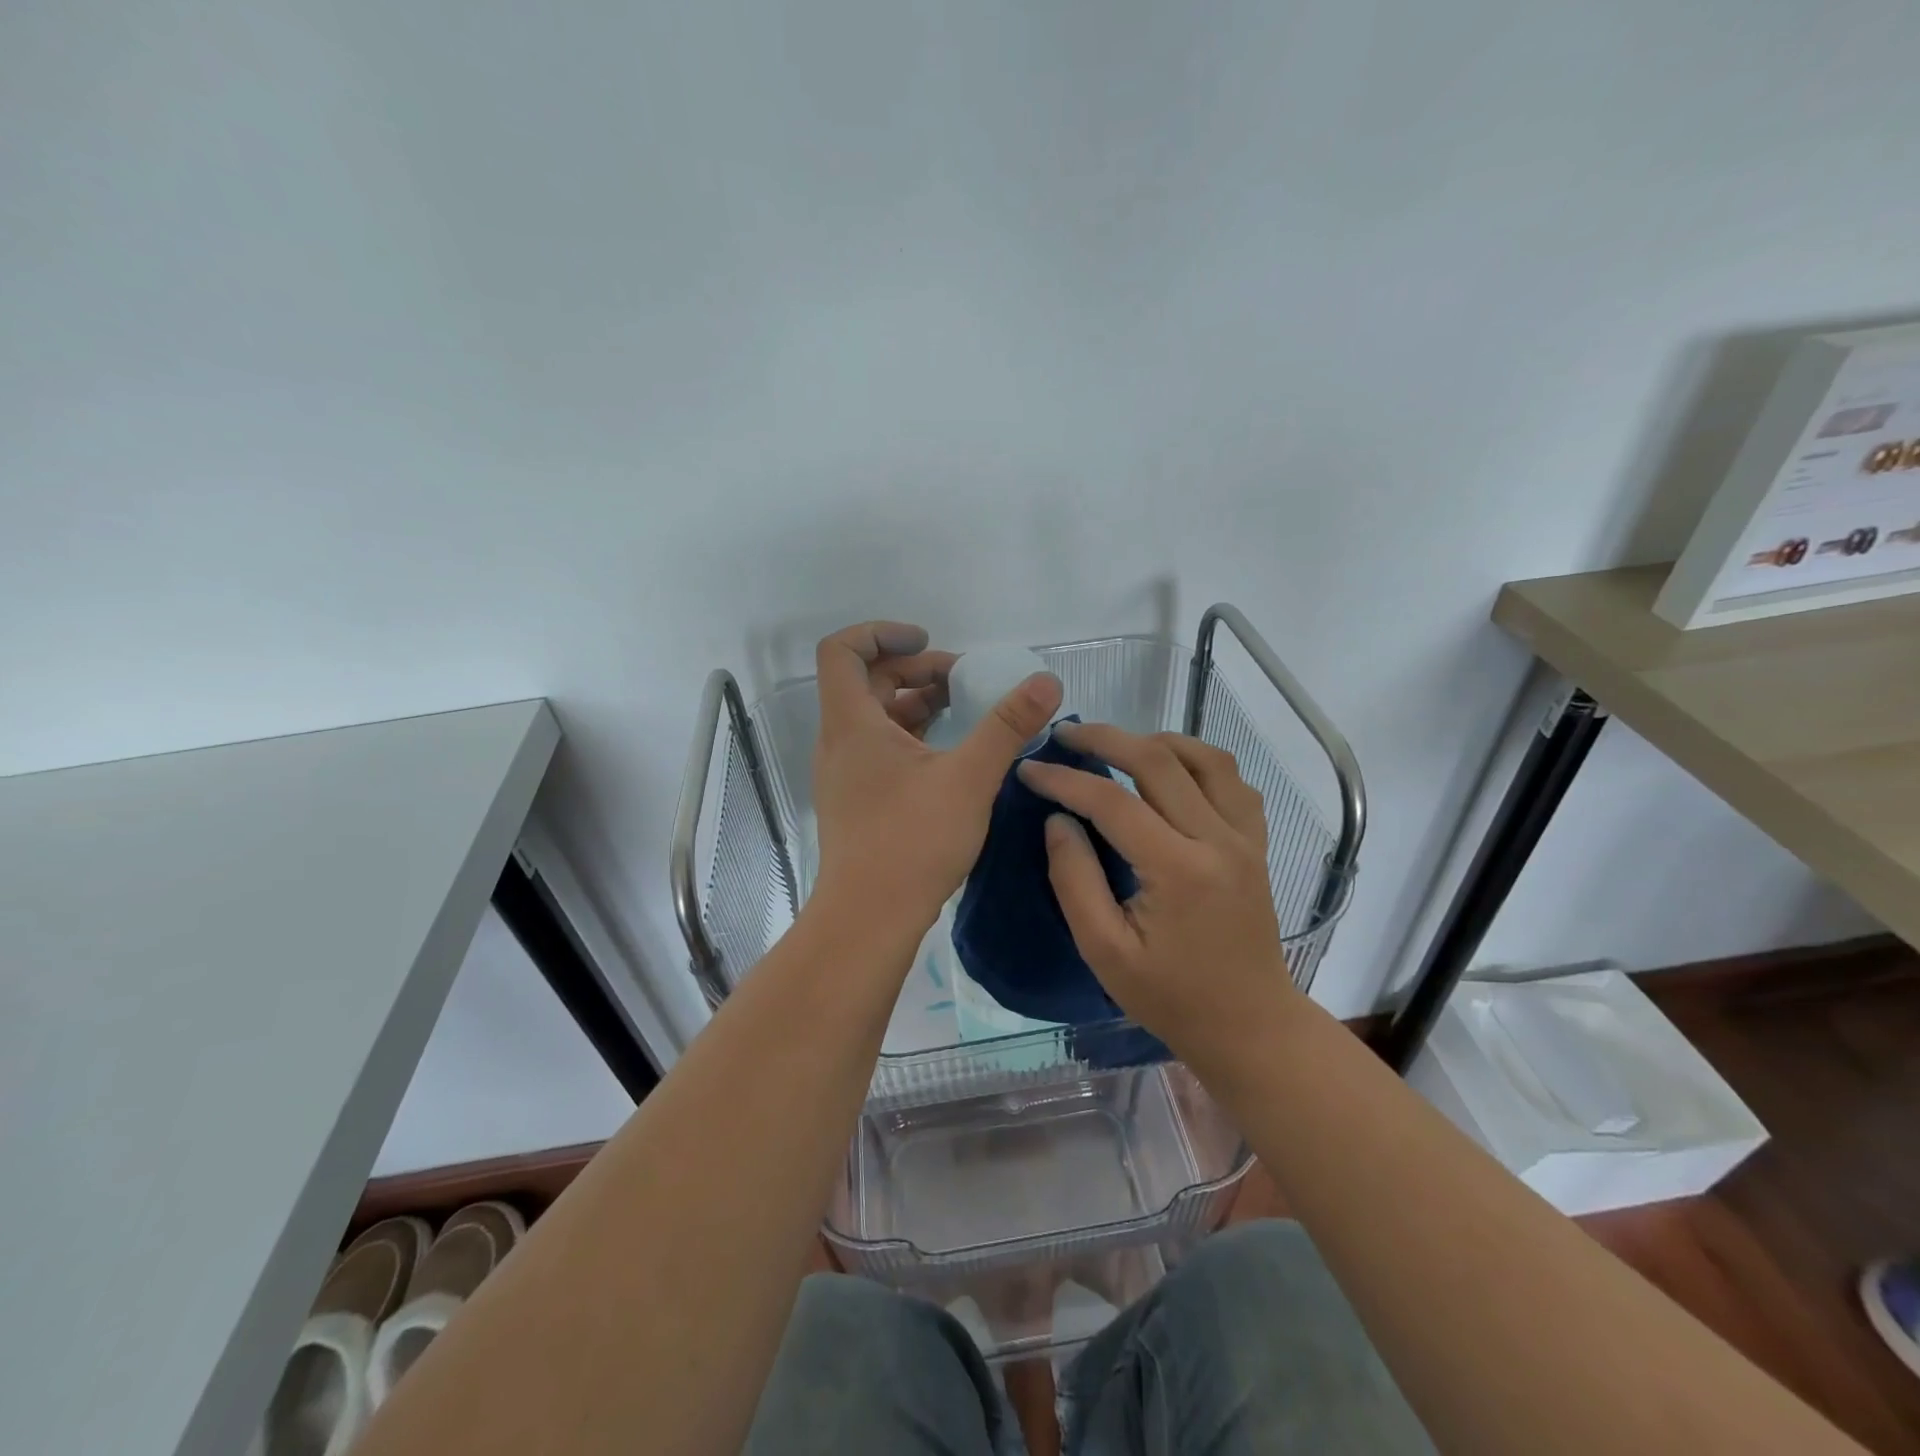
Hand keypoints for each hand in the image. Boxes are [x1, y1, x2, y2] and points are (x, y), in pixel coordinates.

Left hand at [811, 622, 1062, 936]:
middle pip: (866, 681)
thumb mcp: (969, 777)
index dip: (881, 632)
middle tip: (966, 682)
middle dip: (916, 670)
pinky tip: (950, 753)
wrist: (869, 918)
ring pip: (875, 717)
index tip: (929, 641)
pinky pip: (880, 748)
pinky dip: (912, 736)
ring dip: (916, 703)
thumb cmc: (912, 841)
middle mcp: (839, 741)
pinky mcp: (856, 799)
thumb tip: (1046, 681)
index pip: (842, 650)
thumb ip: (1008, 725)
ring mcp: (845, 772)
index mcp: (852, 723)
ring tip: (965, 710)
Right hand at [1016, 723, 1295, 1063]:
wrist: (1249, 1025)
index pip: (1112, 803)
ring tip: (1117, 747)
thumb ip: (1075, 880)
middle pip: (1159, 761)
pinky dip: (1198, 762)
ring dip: (1156, 741)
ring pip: (1205, 758)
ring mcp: (1245, 838)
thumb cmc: (1170, 998)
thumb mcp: (1105, 951)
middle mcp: (1218, 840)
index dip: (1065, 780)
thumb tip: (1058, 820)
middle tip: (1065, 735)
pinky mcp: (1256, 844)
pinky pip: (1233, 782)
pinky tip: (1171, 771)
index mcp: (1179, 870)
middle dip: (1105, 739)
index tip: (1029, 769)